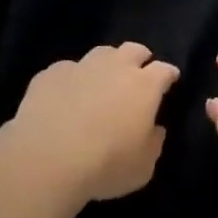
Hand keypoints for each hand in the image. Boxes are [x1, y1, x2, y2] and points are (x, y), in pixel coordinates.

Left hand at [8, 43, 178, 202]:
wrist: (46, 158)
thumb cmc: (105, 165)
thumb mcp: (143, 167)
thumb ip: (154, 143)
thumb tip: (155, 129)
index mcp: (144, 86)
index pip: (164, 70)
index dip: (169, 74)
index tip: (171, 80)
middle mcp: (115, 67)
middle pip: (133, 50)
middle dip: (140, 58)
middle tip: (138, 74)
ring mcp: (81, 67)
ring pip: (101, 53)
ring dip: (107, 63)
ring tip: (102, 80)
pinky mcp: (50, 74)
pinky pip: (67, 69)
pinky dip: (72, 79)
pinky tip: (66, 95)